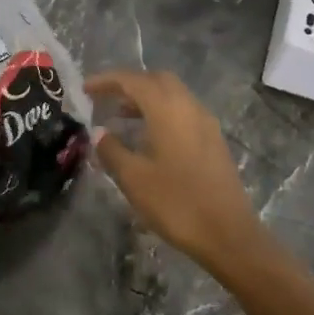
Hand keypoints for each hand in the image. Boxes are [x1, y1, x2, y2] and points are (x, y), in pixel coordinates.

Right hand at [84, 70, 265, 274]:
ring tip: (120, 117)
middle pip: (157, 80)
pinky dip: (162, 113)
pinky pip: (183, 112)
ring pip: (173, 95)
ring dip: (146, 99)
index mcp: (168, 109)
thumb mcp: (134, 179)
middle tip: (105, 99)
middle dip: (129, 84)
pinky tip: (148, 137)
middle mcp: (189, 107)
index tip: (85, 89)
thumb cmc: (177, 203)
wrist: (229, 234)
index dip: (107, 81)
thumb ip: (112, 150)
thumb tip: (99, 132)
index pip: (133, 80)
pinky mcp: (214, 140)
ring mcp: (206, 123)